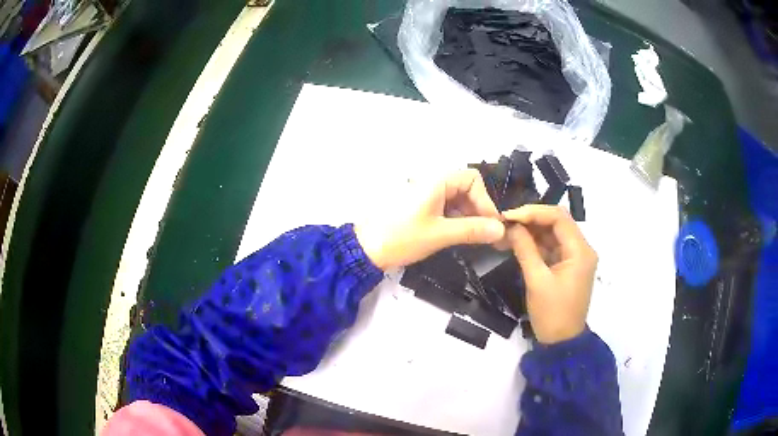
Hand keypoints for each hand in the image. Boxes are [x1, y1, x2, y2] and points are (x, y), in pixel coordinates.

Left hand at [355, 169, 504, 269]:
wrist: (366, 249)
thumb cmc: (401, 238)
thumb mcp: (440, 234)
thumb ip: (472, 230)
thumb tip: (500, 229)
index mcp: (436, 181)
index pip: (472, 179)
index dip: (485, 200)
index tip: (491, 224)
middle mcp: (432, 182)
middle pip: (466, 188)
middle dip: (479, 209)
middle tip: (487, 234)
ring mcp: (426, 194)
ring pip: (457, 199)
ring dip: (469, 216)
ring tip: (476, 238)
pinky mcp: (421, 207)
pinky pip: (446, 207)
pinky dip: (457, 220)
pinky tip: (460, 236)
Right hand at [502, 205, 596, 343]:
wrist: (561, 342)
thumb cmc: (552, 314)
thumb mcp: (536, 280)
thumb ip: (525, 249)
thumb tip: (510, 226)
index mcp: (580, 251)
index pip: (558, 218)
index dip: (533, 212)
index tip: (509, 216)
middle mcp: (582, 249)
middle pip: (557, 222)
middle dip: (531, 219)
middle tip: (506, 222)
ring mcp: (575, 258)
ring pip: (553, 234)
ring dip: (532, 231)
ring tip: (507, 231)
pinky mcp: (567, 266)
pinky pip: (552, 247)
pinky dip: (535, 244)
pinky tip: (517, 242)